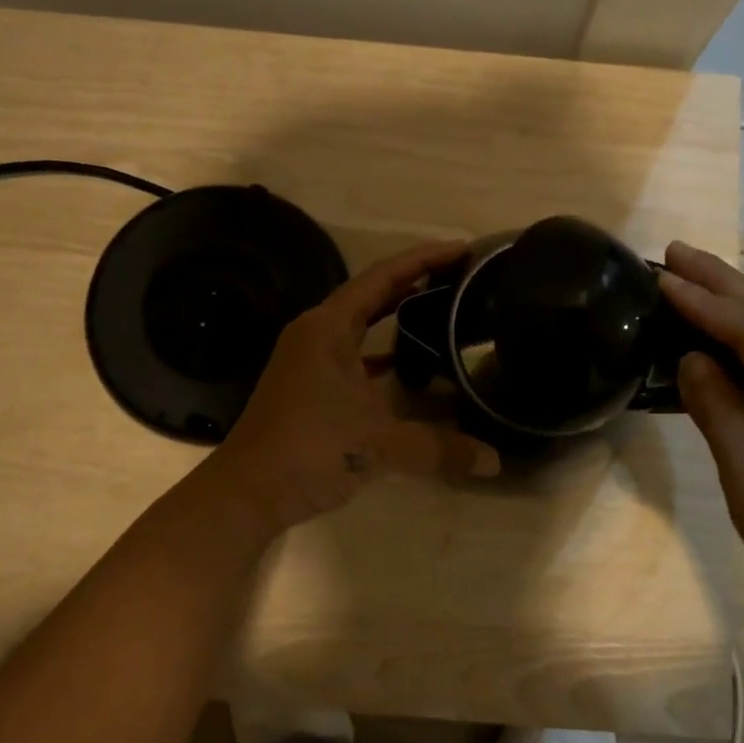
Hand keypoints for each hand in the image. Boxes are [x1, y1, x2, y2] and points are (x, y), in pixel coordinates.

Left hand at [207, 240, 500, 532]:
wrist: (248, 493)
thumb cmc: (309, 450)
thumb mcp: (380, 444)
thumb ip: (440, 448)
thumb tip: (495, 461)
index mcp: (327, 327)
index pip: (383, 277)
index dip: (424, 259)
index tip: (463, 249)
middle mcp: (317, 334)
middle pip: (373, 294)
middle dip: (416, 281)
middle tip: (461, 276)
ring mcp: (311, 361)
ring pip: (362, 326)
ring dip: (399, 316)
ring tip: (444, 310)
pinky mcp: (311, 387)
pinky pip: (356, 356)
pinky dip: (384, 355)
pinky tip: (411, 366)